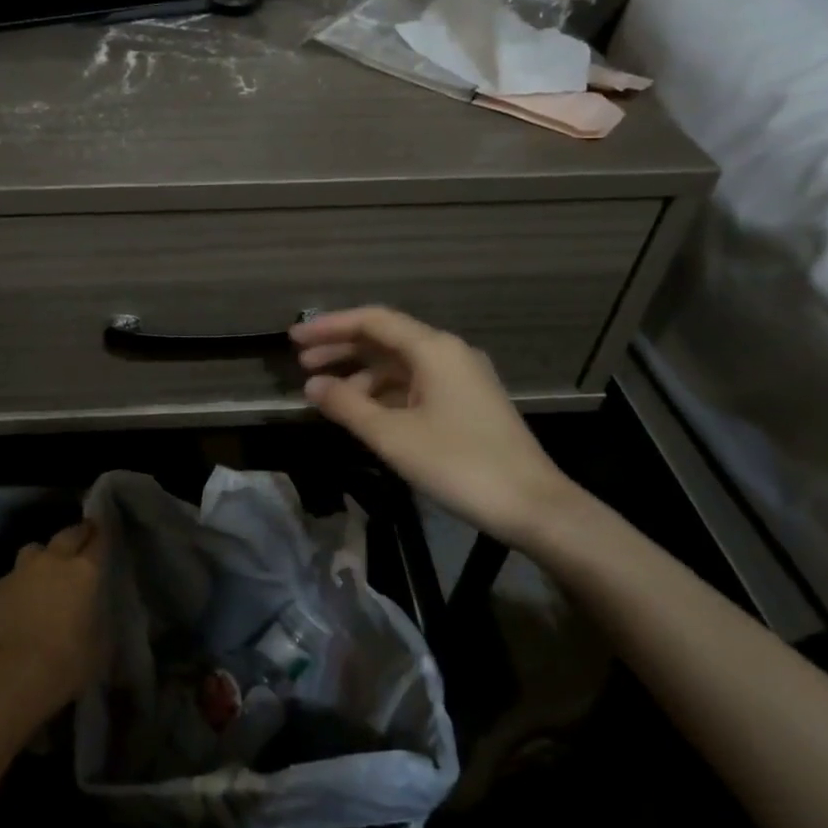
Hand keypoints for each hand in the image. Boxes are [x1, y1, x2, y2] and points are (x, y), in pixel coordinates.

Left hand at [0, 521, 105, 724]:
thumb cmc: (68, 663)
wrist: (11, 677)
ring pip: (34, 551)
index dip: (103, 534)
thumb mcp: (101, 645)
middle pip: (67, 534)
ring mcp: (20, 572)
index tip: (105, 531)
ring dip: (42, 559)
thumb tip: (94, 615)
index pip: (99, 539)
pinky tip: (17, 608)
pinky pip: (10, 579)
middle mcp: (52, 561)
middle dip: (76, 535)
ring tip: (45, 576)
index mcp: (85, 571)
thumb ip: (99, 619)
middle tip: (81, 544)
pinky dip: (17, 588)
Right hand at [291, 307, 580, 548]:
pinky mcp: (466, 403)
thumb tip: (312, 386)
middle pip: (385, 340)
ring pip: (400, 365)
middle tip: (301, 364)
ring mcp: (461, 379)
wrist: (533, 506)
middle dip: (342, 349)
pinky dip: (384, 393)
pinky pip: (415, 386)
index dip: (330, 327)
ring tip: (326, 394)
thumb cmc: (458, 464)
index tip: (294, 338)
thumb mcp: (393, 436)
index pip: (373, 321)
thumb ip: (348, 406)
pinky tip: (363, 412)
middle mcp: (448, 353)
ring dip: (361, 374)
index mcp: (434, 349)